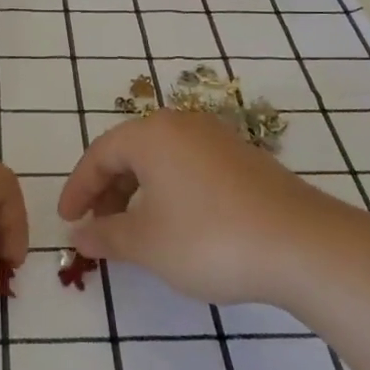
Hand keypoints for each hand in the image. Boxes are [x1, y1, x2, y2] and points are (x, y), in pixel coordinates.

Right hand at [58, 110, 349, 306]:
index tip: (67, 221)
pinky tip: (179, 225)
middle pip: (131, 152)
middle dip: (108, 191)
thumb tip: (79, 234)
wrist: (302, 244)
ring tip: (136, 231)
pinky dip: (171, 192)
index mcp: (152, 134)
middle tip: (98, 228)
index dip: (78, 189)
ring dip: (139, 192)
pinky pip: (190, 167)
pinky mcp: (245, 159)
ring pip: (162, 160)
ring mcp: (218, 138)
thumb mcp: (146, 243)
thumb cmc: (208, 238)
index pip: (99, 154)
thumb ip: (106, 235)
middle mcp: (182, 125)